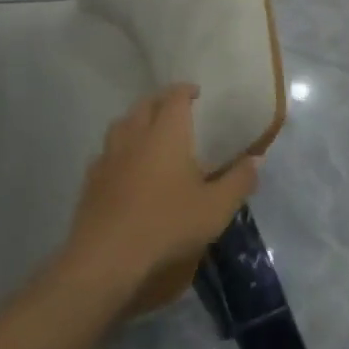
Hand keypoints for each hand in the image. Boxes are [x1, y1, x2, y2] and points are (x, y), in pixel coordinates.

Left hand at [62, 85, 258, 303]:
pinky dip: (118, 151)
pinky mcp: (91, 181)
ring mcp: (108, 157)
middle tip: (175, 109)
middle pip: (144, 105)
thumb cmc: (167, 224)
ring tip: (148, 133)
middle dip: (160, 101)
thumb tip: (257, 158)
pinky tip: (124, 167)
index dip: (185, 90)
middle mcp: (135, 135)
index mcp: (166, 133)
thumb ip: (239, 180)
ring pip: (120, 125)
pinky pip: (105, 154)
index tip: (196, 93)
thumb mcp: (216, 207)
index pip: (174, 97)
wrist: (106, 257)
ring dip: (136, 122)